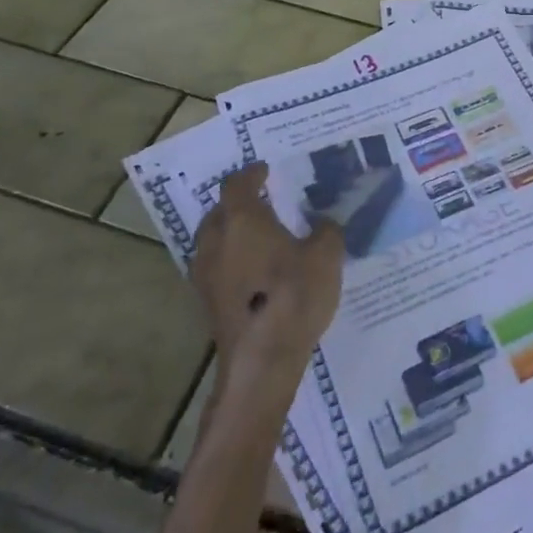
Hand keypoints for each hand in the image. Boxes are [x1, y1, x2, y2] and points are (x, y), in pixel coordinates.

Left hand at [191, 164, 344, 394]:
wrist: (262, 360)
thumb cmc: (293, 296)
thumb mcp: (326, 255)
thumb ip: (326, 230)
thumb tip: (323, 222)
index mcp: (242, 219)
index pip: (238, 184)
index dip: (252, 174)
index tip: (265, 171)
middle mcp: (216, 241)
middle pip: (219, 212)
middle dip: (238, 204)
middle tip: (264, 203)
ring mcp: (206, 275)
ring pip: (213, 242)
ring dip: (232, 234)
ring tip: (259, 237)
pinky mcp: (207, 304)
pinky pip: (217, 269)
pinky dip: (232, 262)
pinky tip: (255, 272)